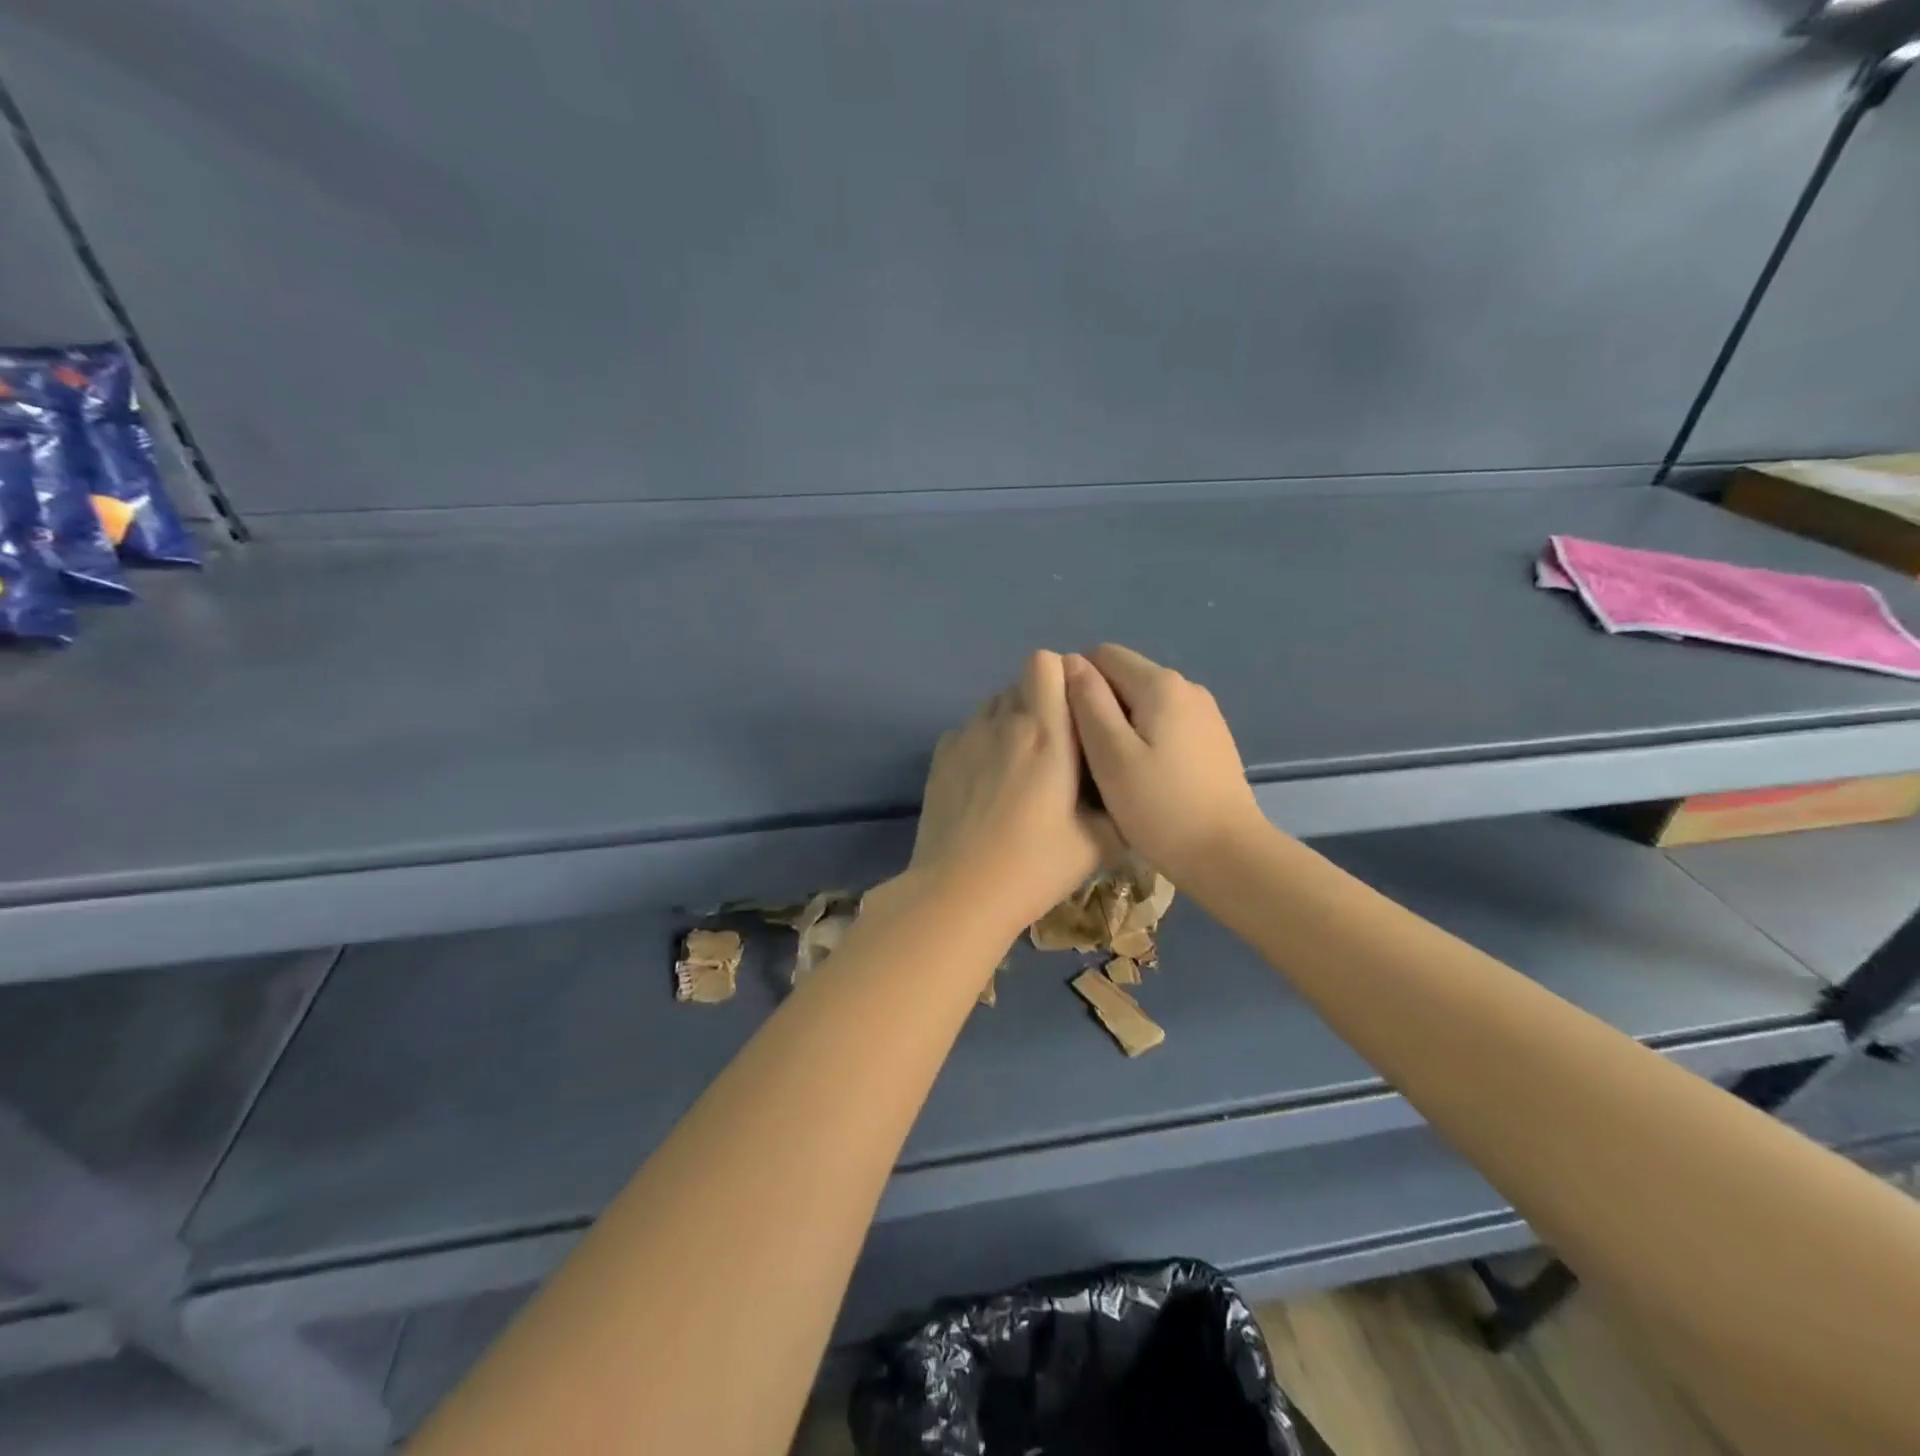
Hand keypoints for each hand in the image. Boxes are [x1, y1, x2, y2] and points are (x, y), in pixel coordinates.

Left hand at [906, 651, 1111, 936]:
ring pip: (992, 705)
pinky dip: (980, 743)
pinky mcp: (939, 757)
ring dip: (1010, 721)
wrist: (961, 892)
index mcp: (1047, 733)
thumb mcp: (1099, 842)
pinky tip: (984, 783)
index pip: (1045, 662)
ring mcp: (965, 737)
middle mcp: (1003, 723)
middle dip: (1040, 702)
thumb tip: (1123, 788)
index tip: (1075, 710)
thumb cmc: (1036, 865)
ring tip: (1018, 765)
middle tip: (1053, 748)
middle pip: (1020, 682)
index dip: (1061, 676)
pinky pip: (967, 730)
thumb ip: (1118, 803)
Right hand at [1063, 644, 1266, 882]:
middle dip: (1098, 704)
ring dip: (1120, 725)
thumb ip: (1088, 702)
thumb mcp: (1111, 755)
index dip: (1076, 682)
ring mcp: (1205, 714)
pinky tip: (1143, 776)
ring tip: (1110, 769)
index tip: (1067, 725)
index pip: (1103, 655)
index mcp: (1160, 684)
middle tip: (1084, 754)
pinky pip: (1165, 723)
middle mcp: (1187, 687)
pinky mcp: (1212, 740)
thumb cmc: (1161, 807)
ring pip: (1144, 702)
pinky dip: (1145, 739)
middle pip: (1125, 677)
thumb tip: (1070, 661)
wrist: (1229, 855)